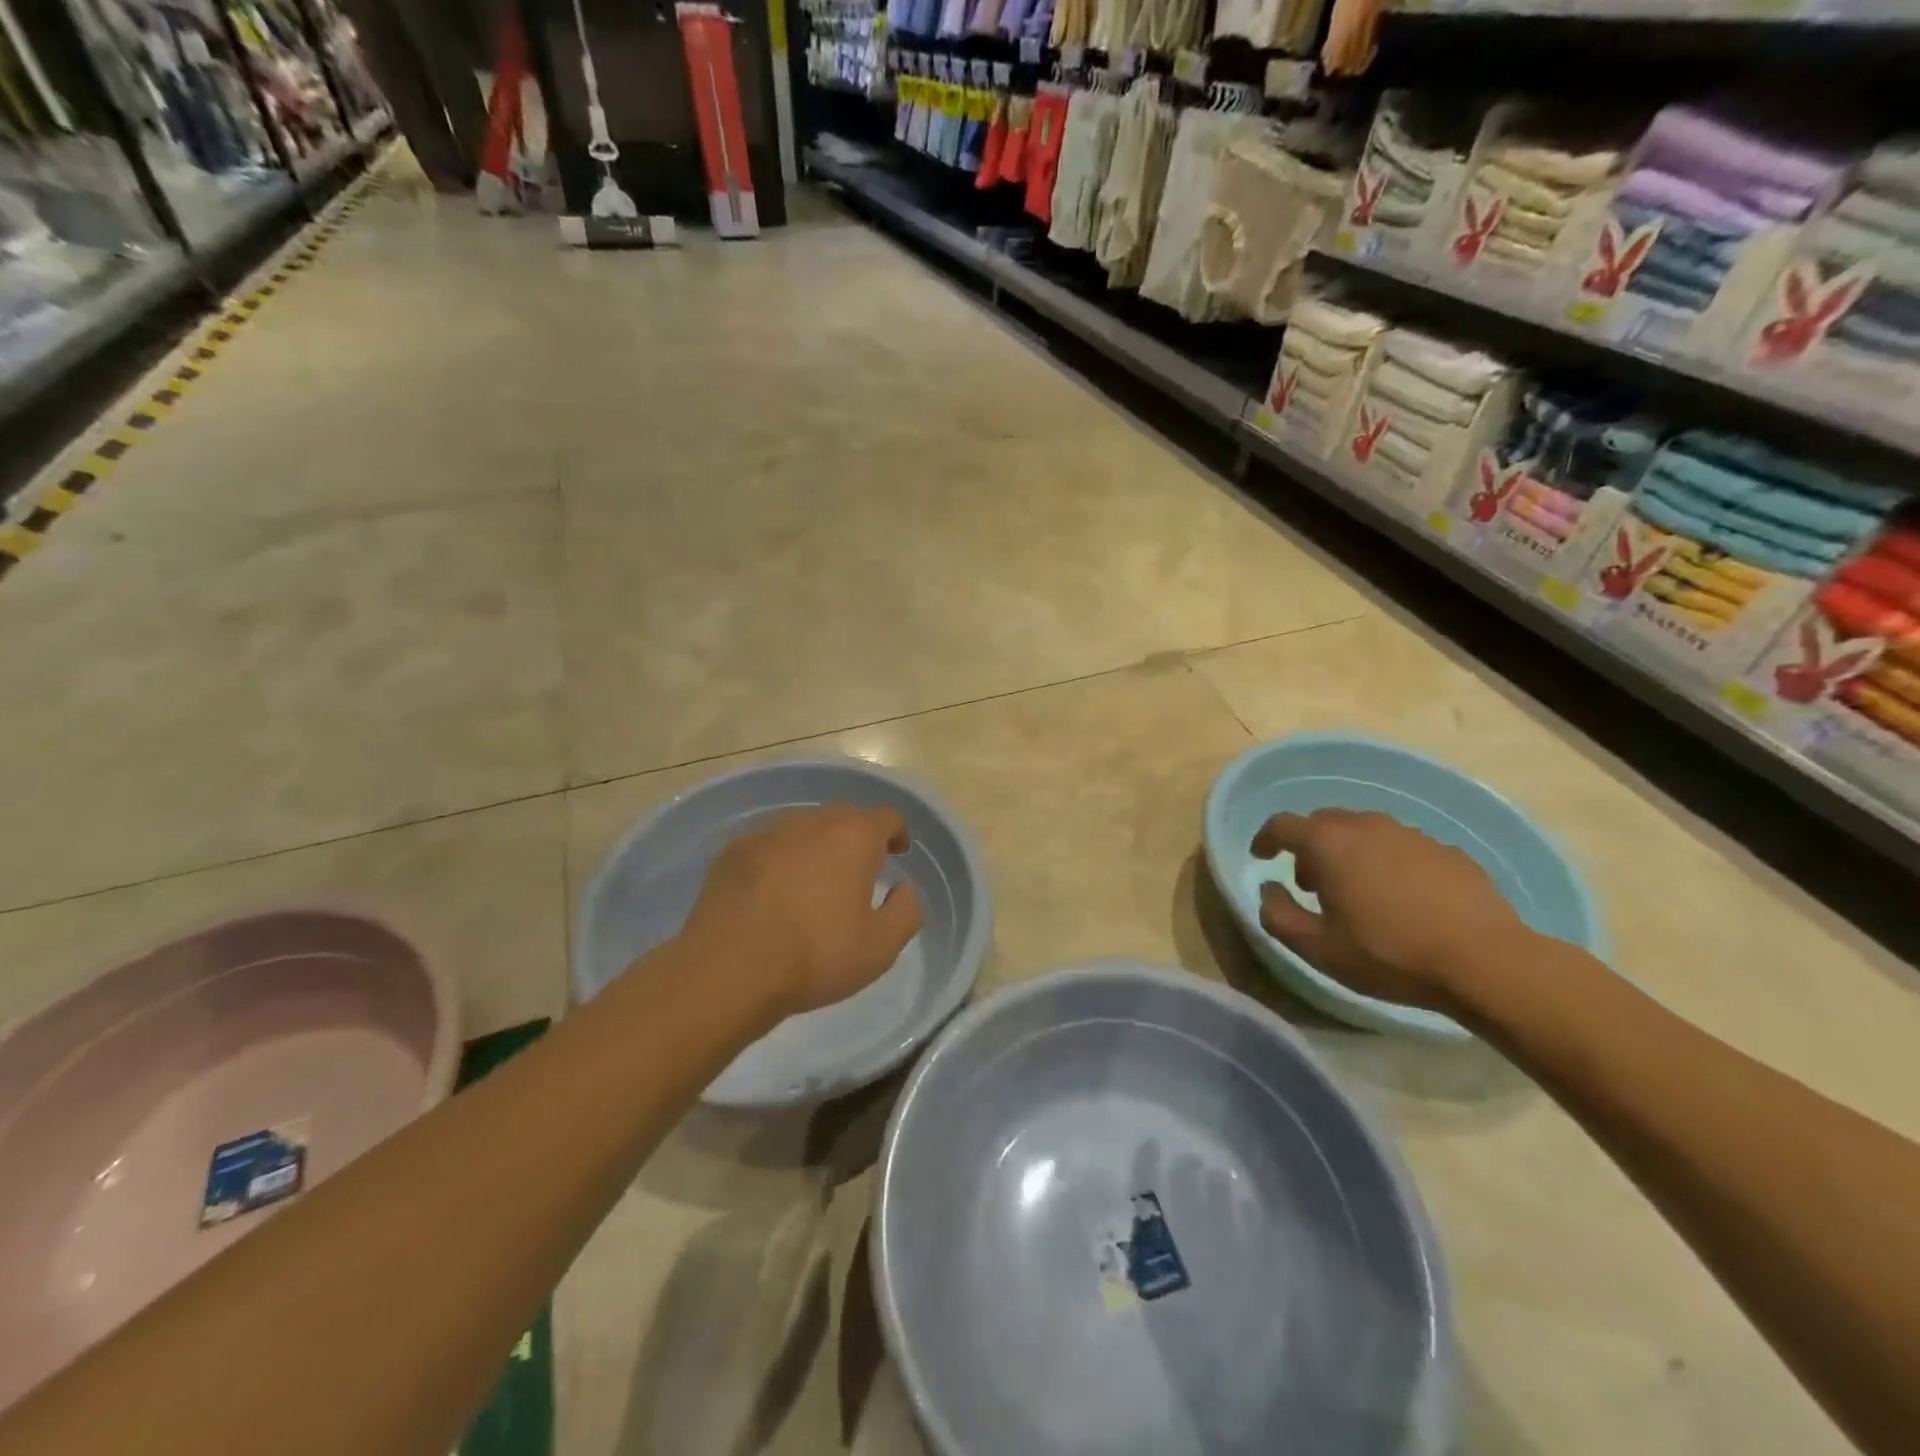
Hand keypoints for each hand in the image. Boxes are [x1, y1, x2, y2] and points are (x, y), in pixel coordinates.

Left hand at [682, 805, 922, 1018]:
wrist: (729, 968)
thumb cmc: (815, 955)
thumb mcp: (880, 946)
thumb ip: (906, 911)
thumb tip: (904, 889)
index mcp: (854, 837)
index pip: (887, 817)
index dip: (897, 833)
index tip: (897, 853)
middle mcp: (813, 821)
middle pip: (845, 816)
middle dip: (857, 836)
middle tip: (859, 868)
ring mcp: (769, 831)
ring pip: (804, 825)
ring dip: (817, 844)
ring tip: (815, 878)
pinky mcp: (734, 850)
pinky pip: (770, 842)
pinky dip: (781, 856)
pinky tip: (774, 888)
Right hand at [1251, 809, 1529, 1012]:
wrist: (1486, 961)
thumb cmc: (1389, 954)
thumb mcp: (1318, 948)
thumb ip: (1278, 915)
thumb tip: (1268, 890)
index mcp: (1328, 844)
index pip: (1282, 825)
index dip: (1265, 838)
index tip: (1261, 856)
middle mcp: (1366, 826)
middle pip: (1323, 822)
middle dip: (1308, 846)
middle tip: (1310, 884)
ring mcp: (1410, 834)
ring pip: (1364, 831)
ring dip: (1348, 852)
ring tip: (1356, 892)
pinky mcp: (1446, 850)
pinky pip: (1400, 846)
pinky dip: (1386, 862)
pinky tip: (1400, 898)